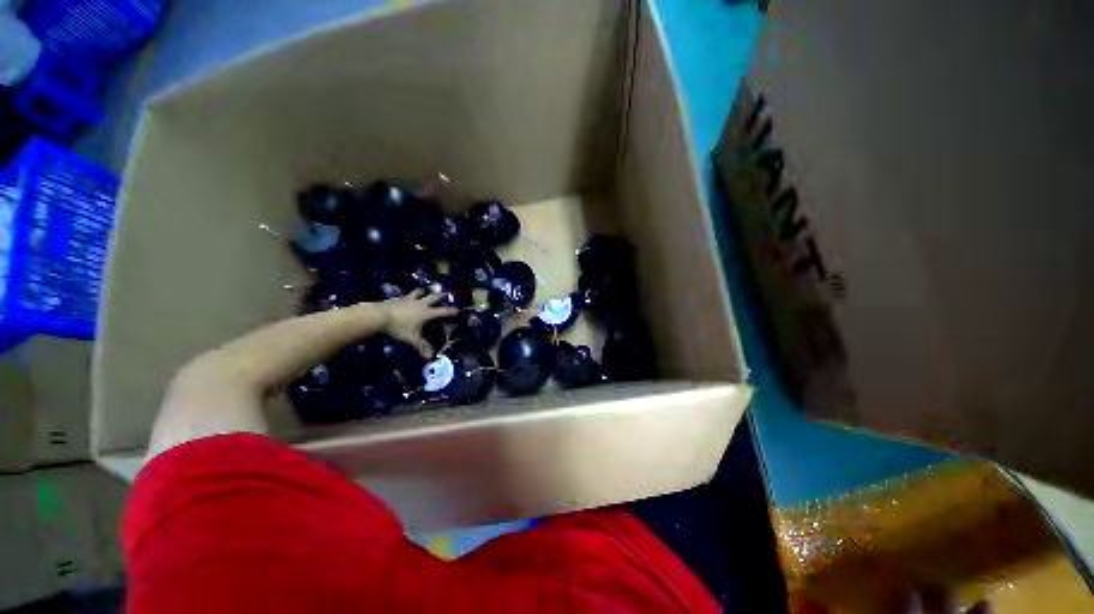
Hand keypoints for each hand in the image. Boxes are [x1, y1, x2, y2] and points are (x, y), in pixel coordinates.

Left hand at [379, 289, 457, 355]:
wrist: (378, 315)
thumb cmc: (399, 327)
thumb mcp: (412, 338)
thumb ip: (421, 346)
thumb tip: (430, 357)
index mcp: (426, 313)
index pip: (443, 311)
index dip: (452, 311)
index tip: (459, 309)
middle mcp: (420, 304)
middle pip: (433, 297)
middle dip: (440, 295)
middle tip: (445, 293)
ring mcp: (407, 299)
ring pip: (418, 293)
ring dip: (423, 291)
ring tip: (425, 290)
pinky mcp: (396, 298)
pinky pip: (405, 296)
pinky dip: (408, 296)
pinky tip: (405, 297)